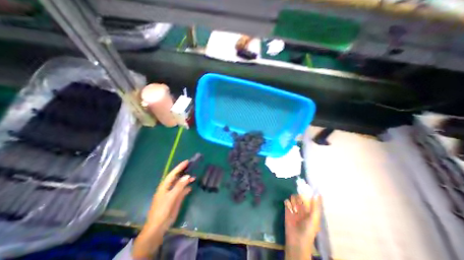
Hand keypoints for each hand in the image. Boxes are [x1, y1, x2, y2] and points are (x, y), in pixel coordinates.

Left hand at [146, 161, 193, 230]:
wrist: (159, 226)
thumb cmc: (162, 210)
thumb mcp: (171, 197)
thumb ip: (179, 186)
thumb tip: (187, 176)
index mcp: (165, 186)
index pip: (173, 174)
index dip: (179, 167)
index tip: (187, 161)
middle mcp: (169, 188)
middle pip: (177, 177)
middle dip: (184, 172)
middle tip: (192, 167)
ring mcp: (173, 194)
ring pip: (180, 184)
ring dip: (187, 180)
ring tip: (194, 177)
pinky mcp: (176, 199)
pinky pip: (182, 191)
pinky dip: (187, 188)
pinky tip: (191, 187)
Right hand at [285, 194, 321, 258]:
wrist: (296, 240)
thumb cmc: (308, 230)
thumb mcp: (314, 218)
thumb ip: (315, 206)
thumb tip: (317, 194)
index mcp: (310, 209)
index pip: (309, 197)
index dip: (307, 193)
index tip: (305, 187)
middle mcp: (302, 207)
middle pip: (299, 196)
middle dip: (299, 198)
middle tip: (299, 204)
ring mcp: (294, 208)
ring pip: (293, 197)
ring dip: (293, 201)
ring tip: (295, 209)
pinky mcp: (287, 209)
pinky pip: (286, 201)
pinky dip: (287, 203)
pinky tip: (289, 209)